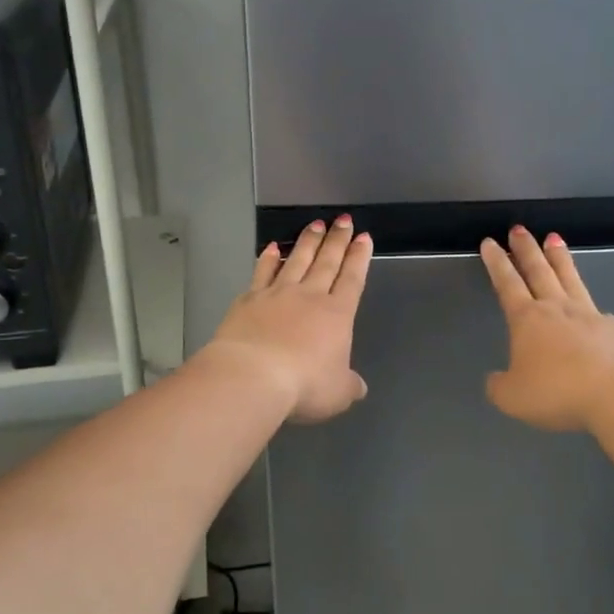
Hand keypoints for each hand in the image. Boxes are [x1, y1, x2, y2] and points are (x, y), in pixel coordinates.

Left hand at [205, 216, 372, 423]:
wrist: (252, 376)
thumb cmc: (303, 384)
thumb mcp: (337, 393)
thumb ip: (348, 385)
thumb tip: (359, 387)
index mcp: (337, 314)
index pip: (352, 279)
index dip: (359, 257)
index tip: (363, 237)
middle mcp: (310, 296)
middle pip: (327, 262)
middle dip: (337, 240)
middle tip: (343, 219)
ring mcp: (278, 294)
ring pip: (296, 259)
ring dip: (308, 241)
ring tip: (316, 224)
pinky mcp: (250, 299)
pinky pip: (262, 272)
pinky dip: (268, 258)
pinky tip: (271, 247)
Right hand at [480, 227, 613, 432]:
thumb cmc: (557, 392)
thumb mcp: (512, 397)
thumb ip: (500, 385)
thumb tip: (497, 379)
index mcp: (527, 319)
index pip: (507, 283)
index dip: (497, 263)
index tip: (490, 242)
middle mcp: (557, 309)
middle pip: (539, 271)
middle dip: (526, 249)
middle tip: (519, 228)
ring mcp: (589, 315)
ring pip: (570, 278)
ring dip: (560, 258)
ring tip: (554, 238)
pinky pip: (598, 312)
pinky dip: (591, 306)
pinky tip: (595, 309)